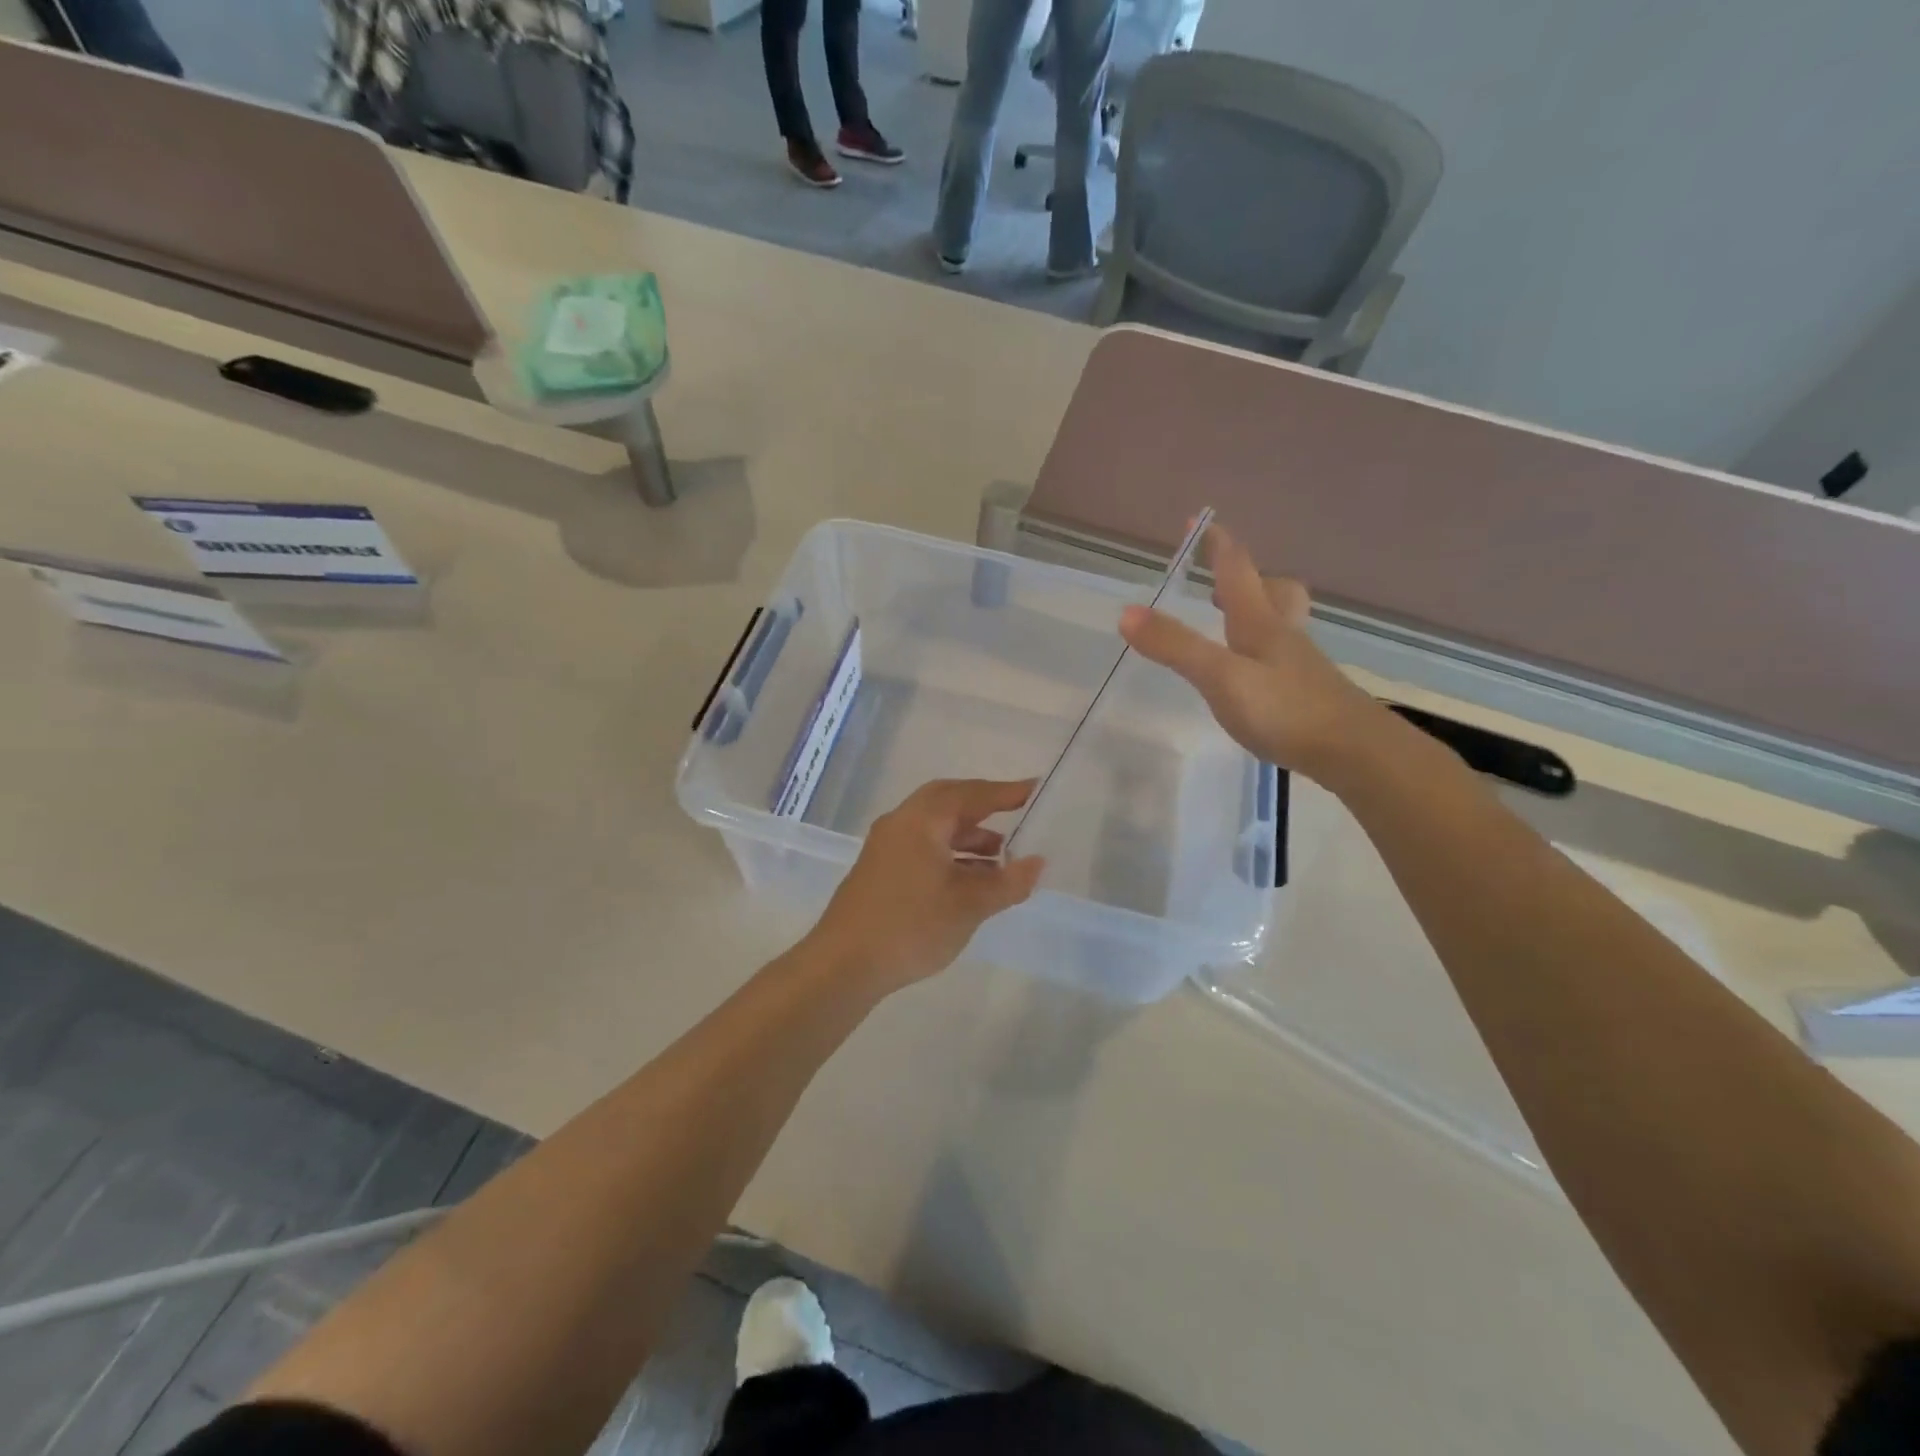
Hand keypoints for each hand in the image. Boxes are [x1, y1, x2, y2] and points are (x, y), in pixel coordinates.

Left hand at [808, 779, 1044, 993]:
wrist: (844, 965)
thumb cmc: (910, 926)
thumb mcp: (969, 906)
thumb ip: (1007, 882)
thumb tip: (1037, 862)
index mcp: (922, 820)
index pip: (971, 794)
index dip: (1005, 792)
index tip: (1035, 788)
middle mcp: (901, 823)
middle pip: (948, 802)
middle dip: (984, 807)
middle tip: (1017, 813)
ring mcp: (886, 846)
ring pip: (935, 827)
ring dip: (969, 836)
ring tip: (1002, 858)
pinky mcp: (880, 869)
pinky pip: (923, 846)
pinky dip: (951, 853)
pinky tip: (971, 879)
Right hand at [1119, 522, 1384, 780]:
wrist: (1354, 751)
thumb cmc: (1285, 709)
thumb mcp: (1220, 677)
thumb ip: (1176, 646)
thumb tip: (1127, 612)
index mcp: (1260, 623)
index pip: (1236, 571)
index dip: (1217, 545)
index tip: (1198, 522)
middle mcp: (1282, 636)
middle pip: (1273, 591)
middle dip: (1248, 578)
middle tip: (1223, 581)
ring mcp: (1299, 665)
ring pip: (1281, 623)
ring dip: (1258, 612)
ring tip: (1234, 622)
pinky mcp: (1307, 694)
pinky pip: (1283, 658)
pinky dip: (1264, 652)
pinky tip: (1253, 676)